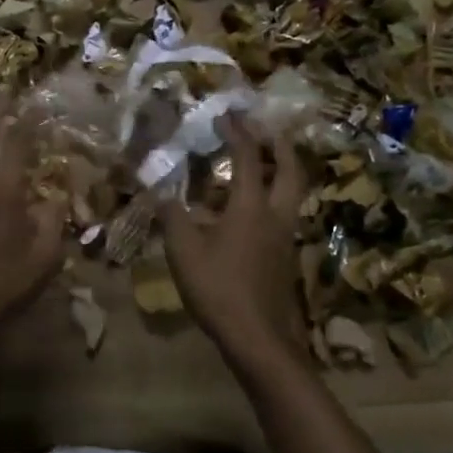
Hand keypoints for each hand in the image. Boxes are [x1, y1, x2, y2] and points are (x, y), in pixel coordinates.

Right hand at [160, 113, 308, 363]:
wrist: (258, 338)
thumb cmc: (218, 288)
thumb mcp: (183, 251)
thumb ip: (171, 217)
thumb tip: (160, 192)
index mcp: (250, 207)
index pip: (248, 158)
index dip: (237, 133)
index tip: (226, 115)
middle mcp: (275, 215)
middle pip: (289, 169)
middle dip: (278, 144)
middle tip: (265, 129)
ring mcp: (285, 237)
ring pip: (292, 192)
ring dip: (281, 170)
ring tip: (262, 163)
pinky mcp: (285, 257)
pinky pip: (284, 213)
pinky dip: (274, 197)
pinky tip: (252, 210)